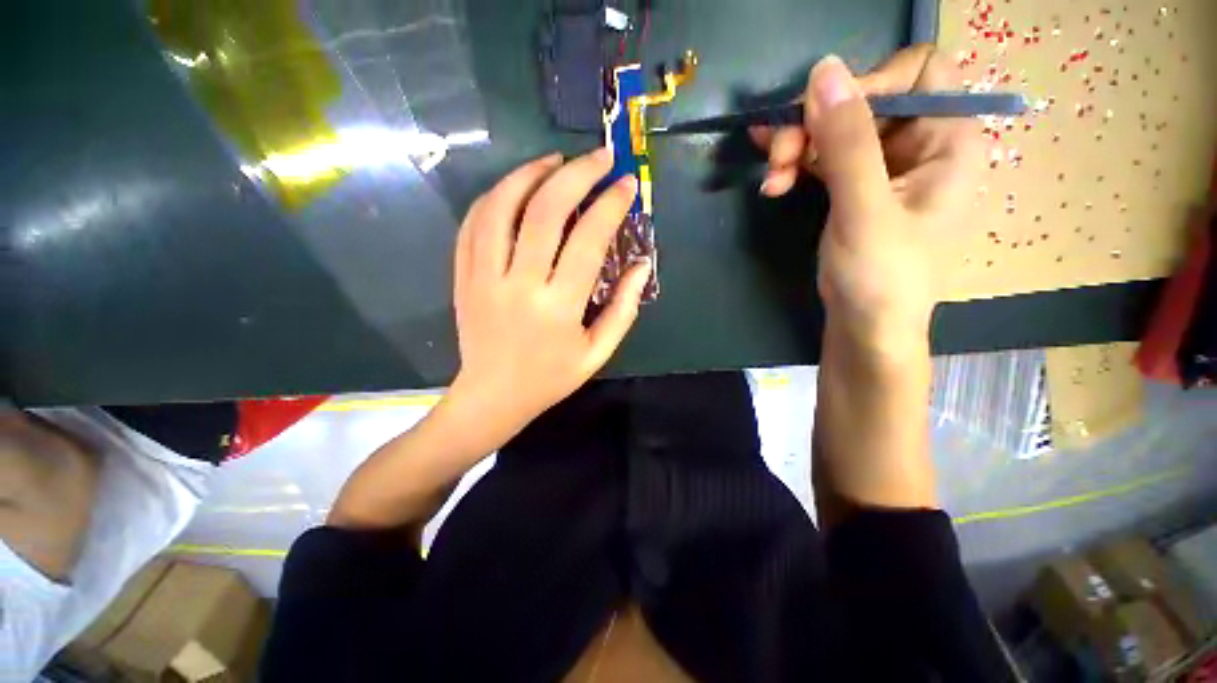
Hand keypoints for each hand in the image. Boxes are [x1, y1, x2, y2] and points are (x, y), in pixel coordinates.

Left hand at [445, 149, 649, 447]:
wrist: (493, 396)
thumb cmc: (551, 378)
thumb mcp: (598, 352)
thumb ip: (624, 309)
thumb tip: (643, 266)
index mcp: (558, 307)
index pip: (589, 240)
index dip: (611, 205)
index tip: (627, 184)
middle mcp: (519, 284)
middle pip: (546, 211)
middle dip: (577, 174)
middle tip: (599, 156)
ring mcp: (484, 276)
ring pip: (502, 207)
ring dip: (530, 174)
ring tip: (555, 161)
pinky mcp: (463, 275)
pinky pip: (473, 223)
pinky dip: (495, 196)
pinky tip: (515, 187)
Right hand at [751, 46, 982, 354]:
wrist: (865, 328)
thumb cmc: (880, 278)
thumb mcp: (864, 210)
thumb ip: (847, 142)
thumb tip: (823, 70)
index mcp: (948, 141)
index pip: (918, 73)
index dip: (868, 84)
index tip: (822, 120)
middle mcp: (921, 144)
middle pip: (867, 101)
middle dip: (817, 124)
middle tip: (778, 157)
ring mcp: (885, 167)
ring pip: (838, 130)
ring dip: (799, 147)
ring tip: (770, 176)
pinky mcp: (856, 188)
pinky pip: (826, 157)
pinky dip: (798, 163)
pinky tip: (774, 179)